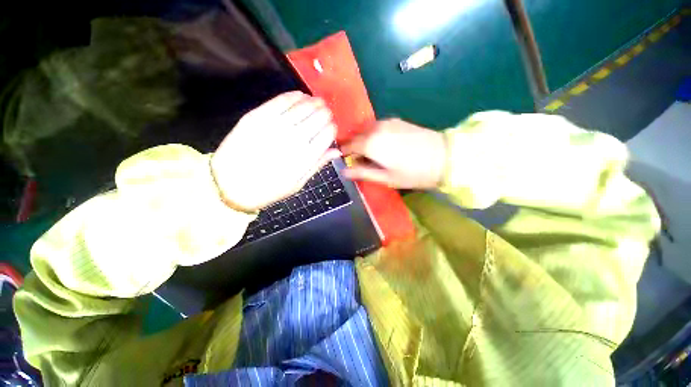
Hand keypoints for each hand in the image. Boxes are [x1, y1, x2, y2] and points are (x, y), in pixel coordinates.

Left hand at [211, 91, 339, 211]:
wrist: (230, 185)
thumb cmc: (269, 189)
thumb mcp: (298, 183)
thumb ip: (318, 165)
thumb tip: (336, 151)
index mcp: (305, 158)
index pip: (326, 135)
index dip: (332, 128)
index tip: (332, 126)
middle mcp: (293, 140)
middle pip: (317, 118)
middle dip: (325, 113)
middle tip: (326, 111)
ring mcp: (275, 126)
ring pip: (301, 107)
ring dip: (312, 102)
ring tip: (316, 101)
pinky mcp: (257, 117)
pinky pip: (280, 101)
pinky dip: (293, 96)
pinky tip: (299, 96)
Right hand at [341, 119, 445, 188]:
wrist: (444, 157)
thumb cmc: (412, 173)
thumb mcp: (385, 178)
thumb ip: (362, 173)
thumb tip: (344, 172)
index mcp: (370, 143)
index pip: (348, 145)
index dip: (344, 153)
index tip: (345, 161)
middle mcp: (375, 128)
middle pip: (356, 136)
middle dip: (355, 148)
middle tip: (361, 161)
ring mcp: (386, 122)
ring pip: (366, 131)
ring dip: (365, 141)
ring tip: (373, 155)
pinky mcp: (396, 120)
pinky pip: (377, 127)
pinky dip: (374, 135)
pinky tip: (384, 146)